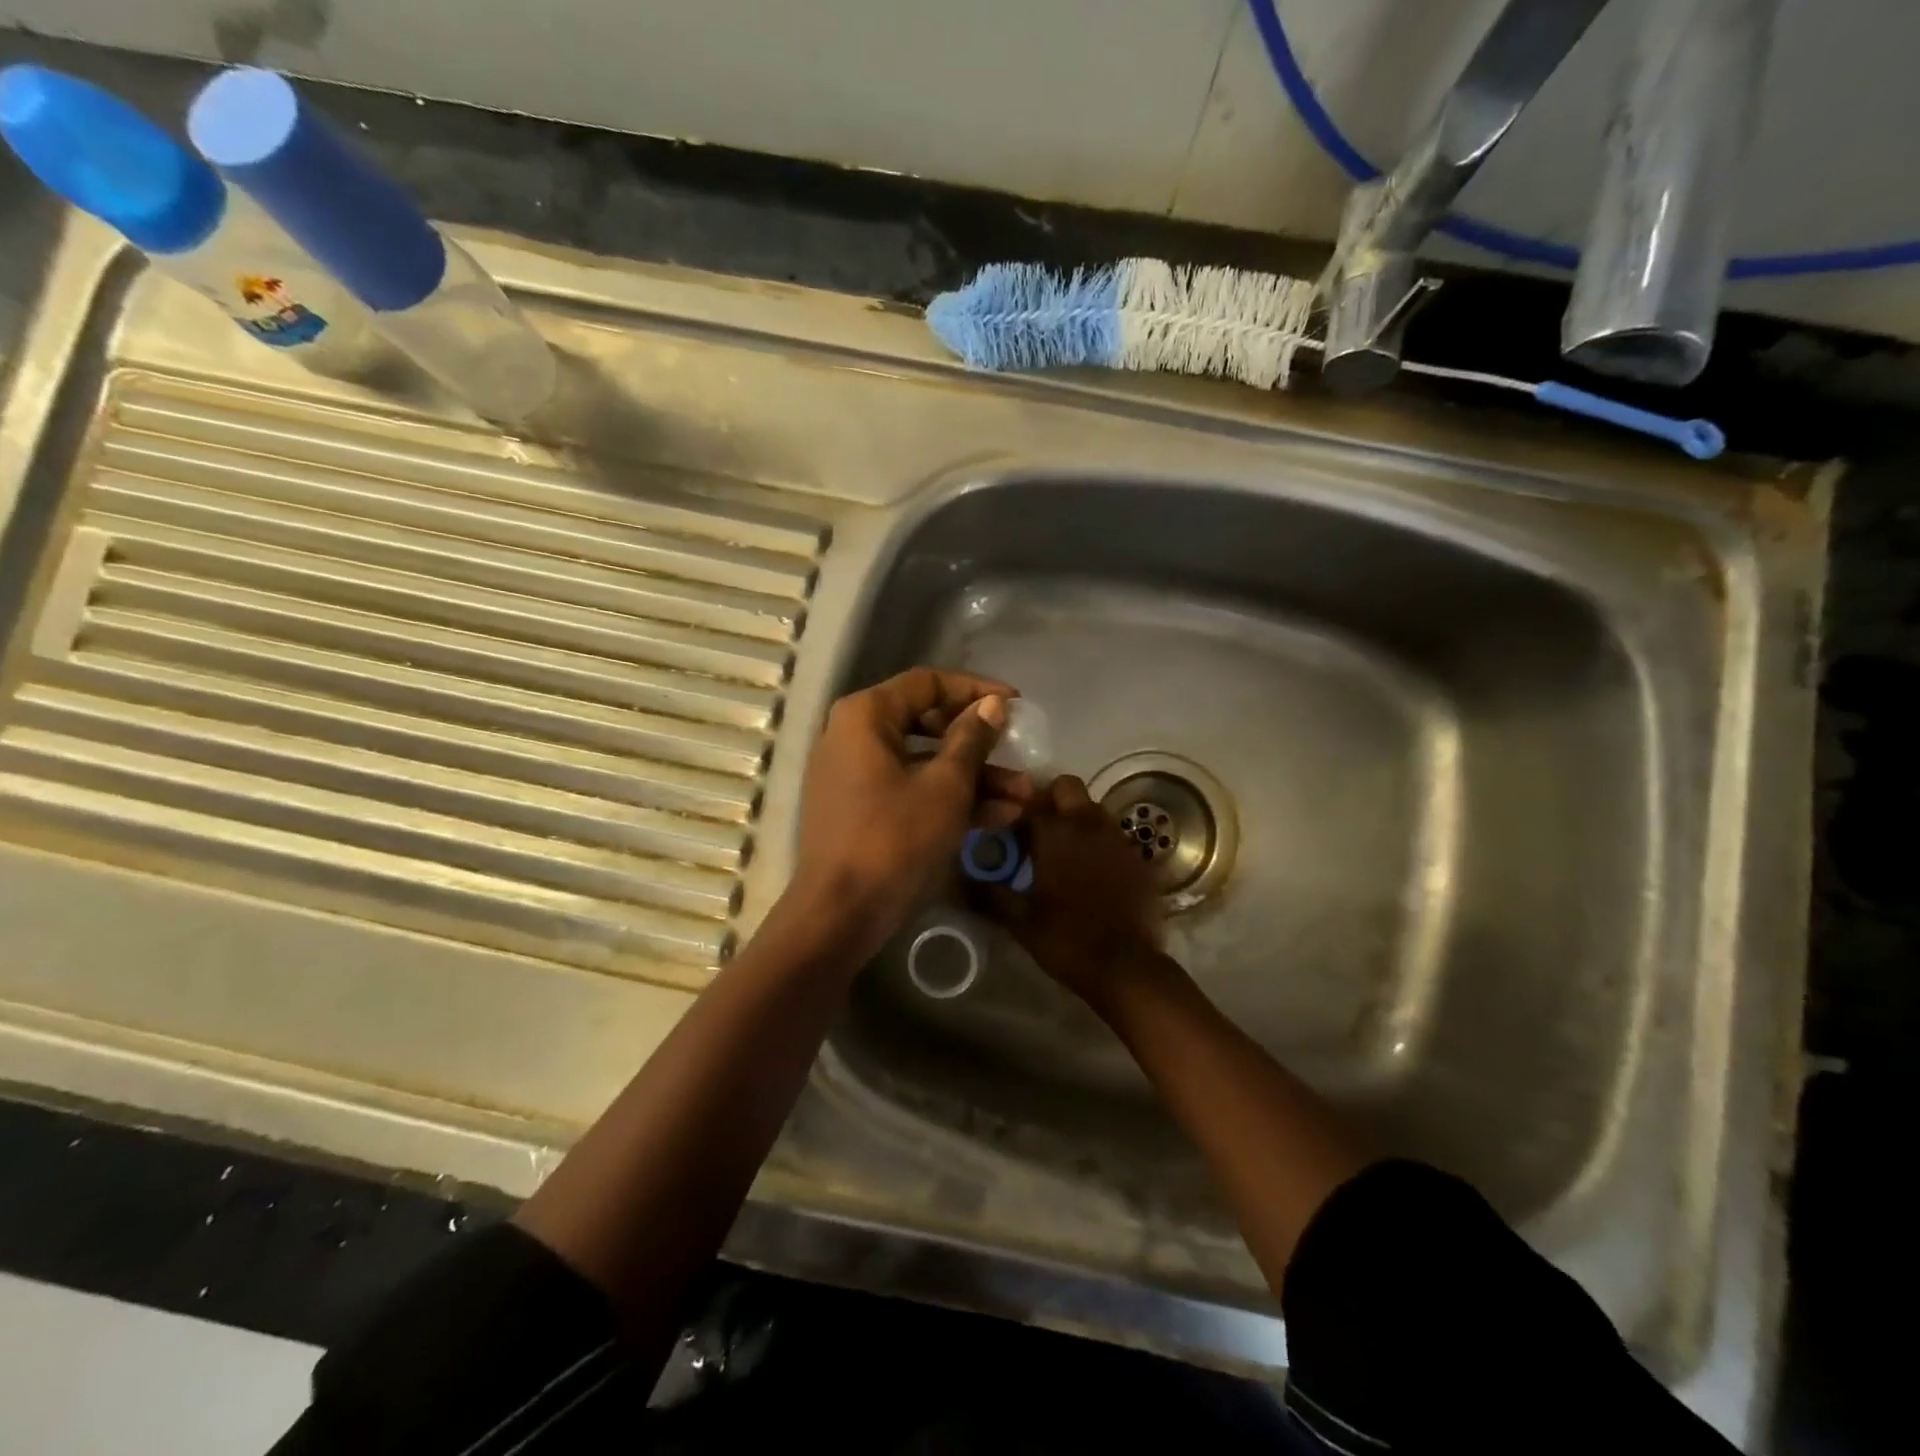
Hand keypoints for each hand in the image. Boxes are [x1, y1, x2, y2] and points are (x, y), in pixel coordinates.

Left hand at [788, 668, 1022, 958]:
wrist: (840, 915)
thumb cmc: (895, 839)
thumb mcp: (946, 786)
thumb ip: (972, 739)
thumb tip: (993, 705)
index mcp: (866, 716)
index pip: (928, 683)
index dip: (976, 690)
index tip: (1017, 704)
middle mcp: (855, 736)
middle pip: (928, 724)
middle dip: (981, 744)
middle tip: (1020, 752)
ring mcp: (857, 775)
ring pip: (925, 763)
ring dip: (975, 778)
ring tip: (1025, 795)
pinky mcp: (864, 810)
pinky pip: (912, 790)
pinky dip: (950, 799)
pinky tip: (1001, 816)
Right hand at [983, 775, 1163, 1003]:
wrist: (1126, 966)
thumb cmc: (1066, 938)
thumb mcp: (1019, 919)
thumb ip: (990, 892)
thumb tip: (964, 878)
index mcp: (1055, 832)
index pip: (1030, 800)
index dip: (1016, 813)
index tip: (1008, 833)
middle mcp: (1088, 824)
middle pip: (1067, 788)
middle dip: (1051, 800)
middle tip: (1038, 831)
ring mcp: (1118, 838)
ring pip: (1093, 809)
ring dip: (1076, 820)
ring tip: (1064, 852)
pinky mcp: (1139, 858)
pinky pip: (1113, 836)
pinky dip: (1099, 844)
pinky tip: (1092, 872)